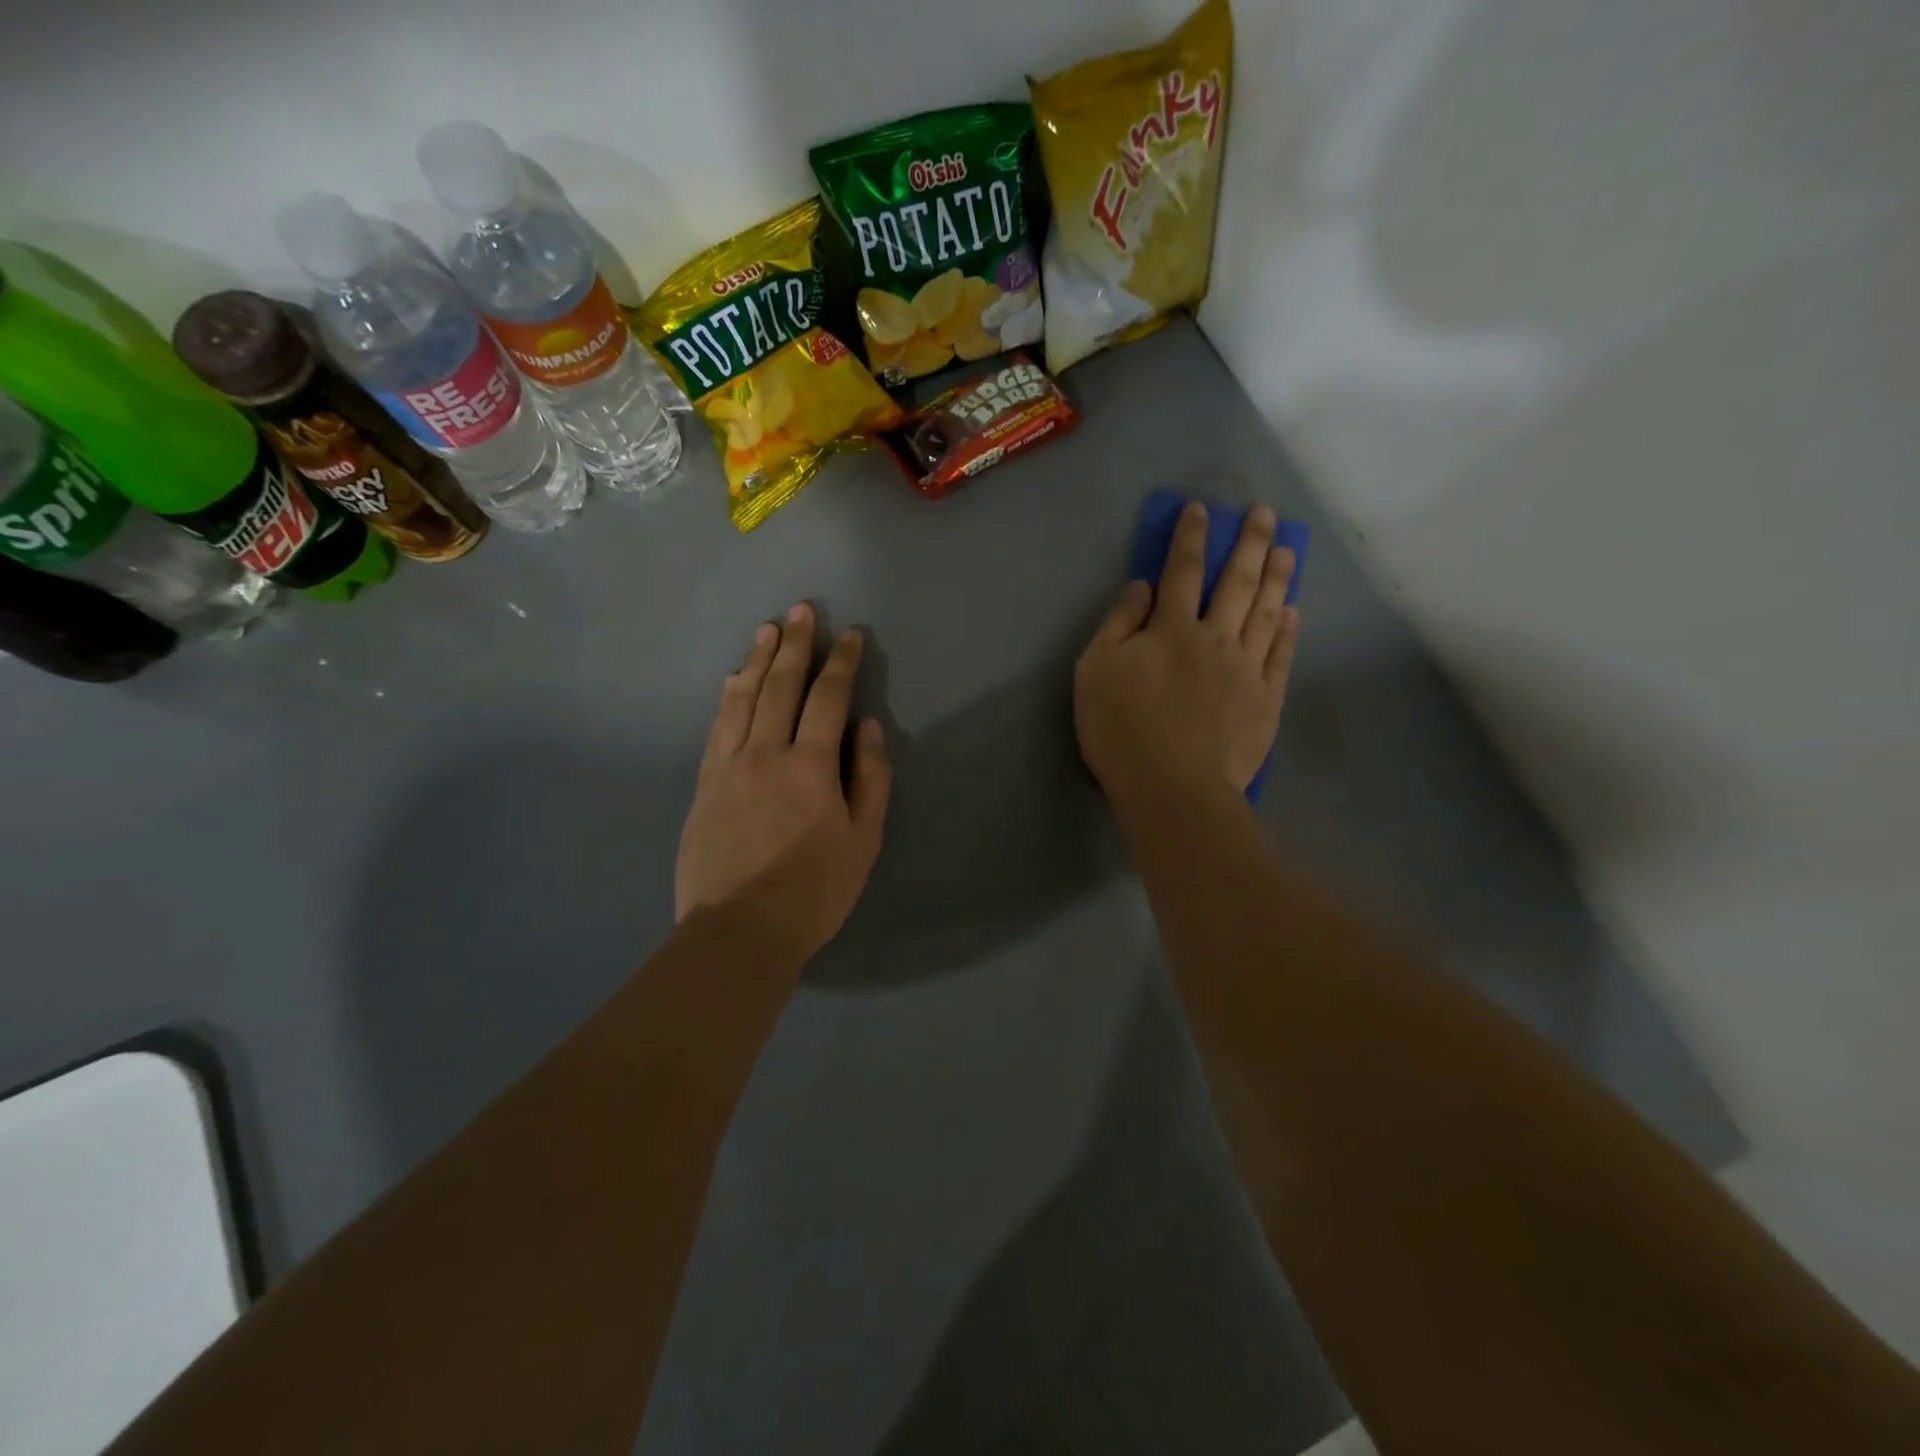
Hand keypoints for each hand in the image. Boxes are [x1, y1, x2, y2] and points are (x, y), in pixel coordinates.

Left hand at [675, 604, 891, 961]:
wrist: (738, 931)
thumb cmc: (814, 891)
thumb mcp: (864, 841)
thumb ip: (870, 779)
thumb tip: (867, 727)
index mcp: (810, 766)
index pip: (828, 698)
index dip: (841, 662)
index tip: (849, 635)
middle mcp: (765, 752)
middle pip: (780, 685)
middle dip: (795, 644)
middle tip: (802, 610)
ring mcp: (728, 766)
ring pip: (742, 698)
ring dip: (756, 660)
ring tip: (766, 629)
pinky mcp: (703, 784)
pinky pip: (716, 727)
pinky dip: (727, 698)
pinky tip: (731, 682)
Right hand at [1075, 502, 1299, 806]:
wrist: (1172, 788)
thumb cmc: (1121, 730)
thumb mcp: (1095, 671)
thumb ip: (1118, 624)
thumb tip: (1144, 586)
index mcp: (1171, 629)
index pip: (1183, 571)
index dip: (1191, 538)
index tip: (1203, 510)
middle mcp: (1215, 638)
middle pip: (1237, 582)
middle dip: (1250, 544)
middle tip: (1265, 514)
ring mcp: (1246, 669)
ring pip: (1267, 612)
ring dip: (1278, 577)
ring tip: (1288, 549)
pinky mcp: (1265, 701)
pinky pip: (1281, 656)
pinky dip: (1289, 630)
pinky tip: (1293, 612)